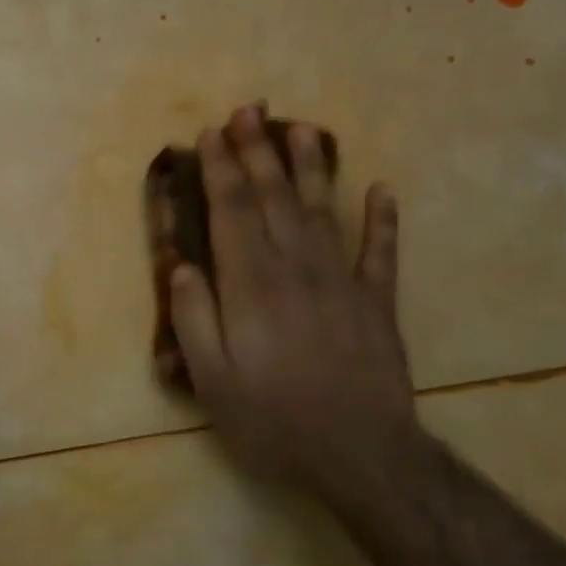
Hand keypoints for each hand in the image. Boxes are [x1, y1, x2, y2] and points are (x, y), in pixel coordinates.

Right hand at [170, 105, 420, 511]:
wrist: (360, 454)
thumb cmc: (273, 421)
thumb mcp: (213, 381)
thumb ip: (195, 319)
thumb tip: (182, 267)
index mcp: (252, 286)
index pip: (232, 213)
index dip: (221, 170)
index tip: (211, 134)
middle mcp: (297, 269)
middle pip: (274, 199)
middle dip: (258, 152)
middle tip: (249, 110)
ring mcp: (344, 283)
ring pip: (322, 211)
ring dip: (311, 168)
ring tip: (303, 128)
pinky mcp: (378, 304)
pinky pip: (382, 252)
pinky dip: (383, 220)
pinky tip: (381, 190)